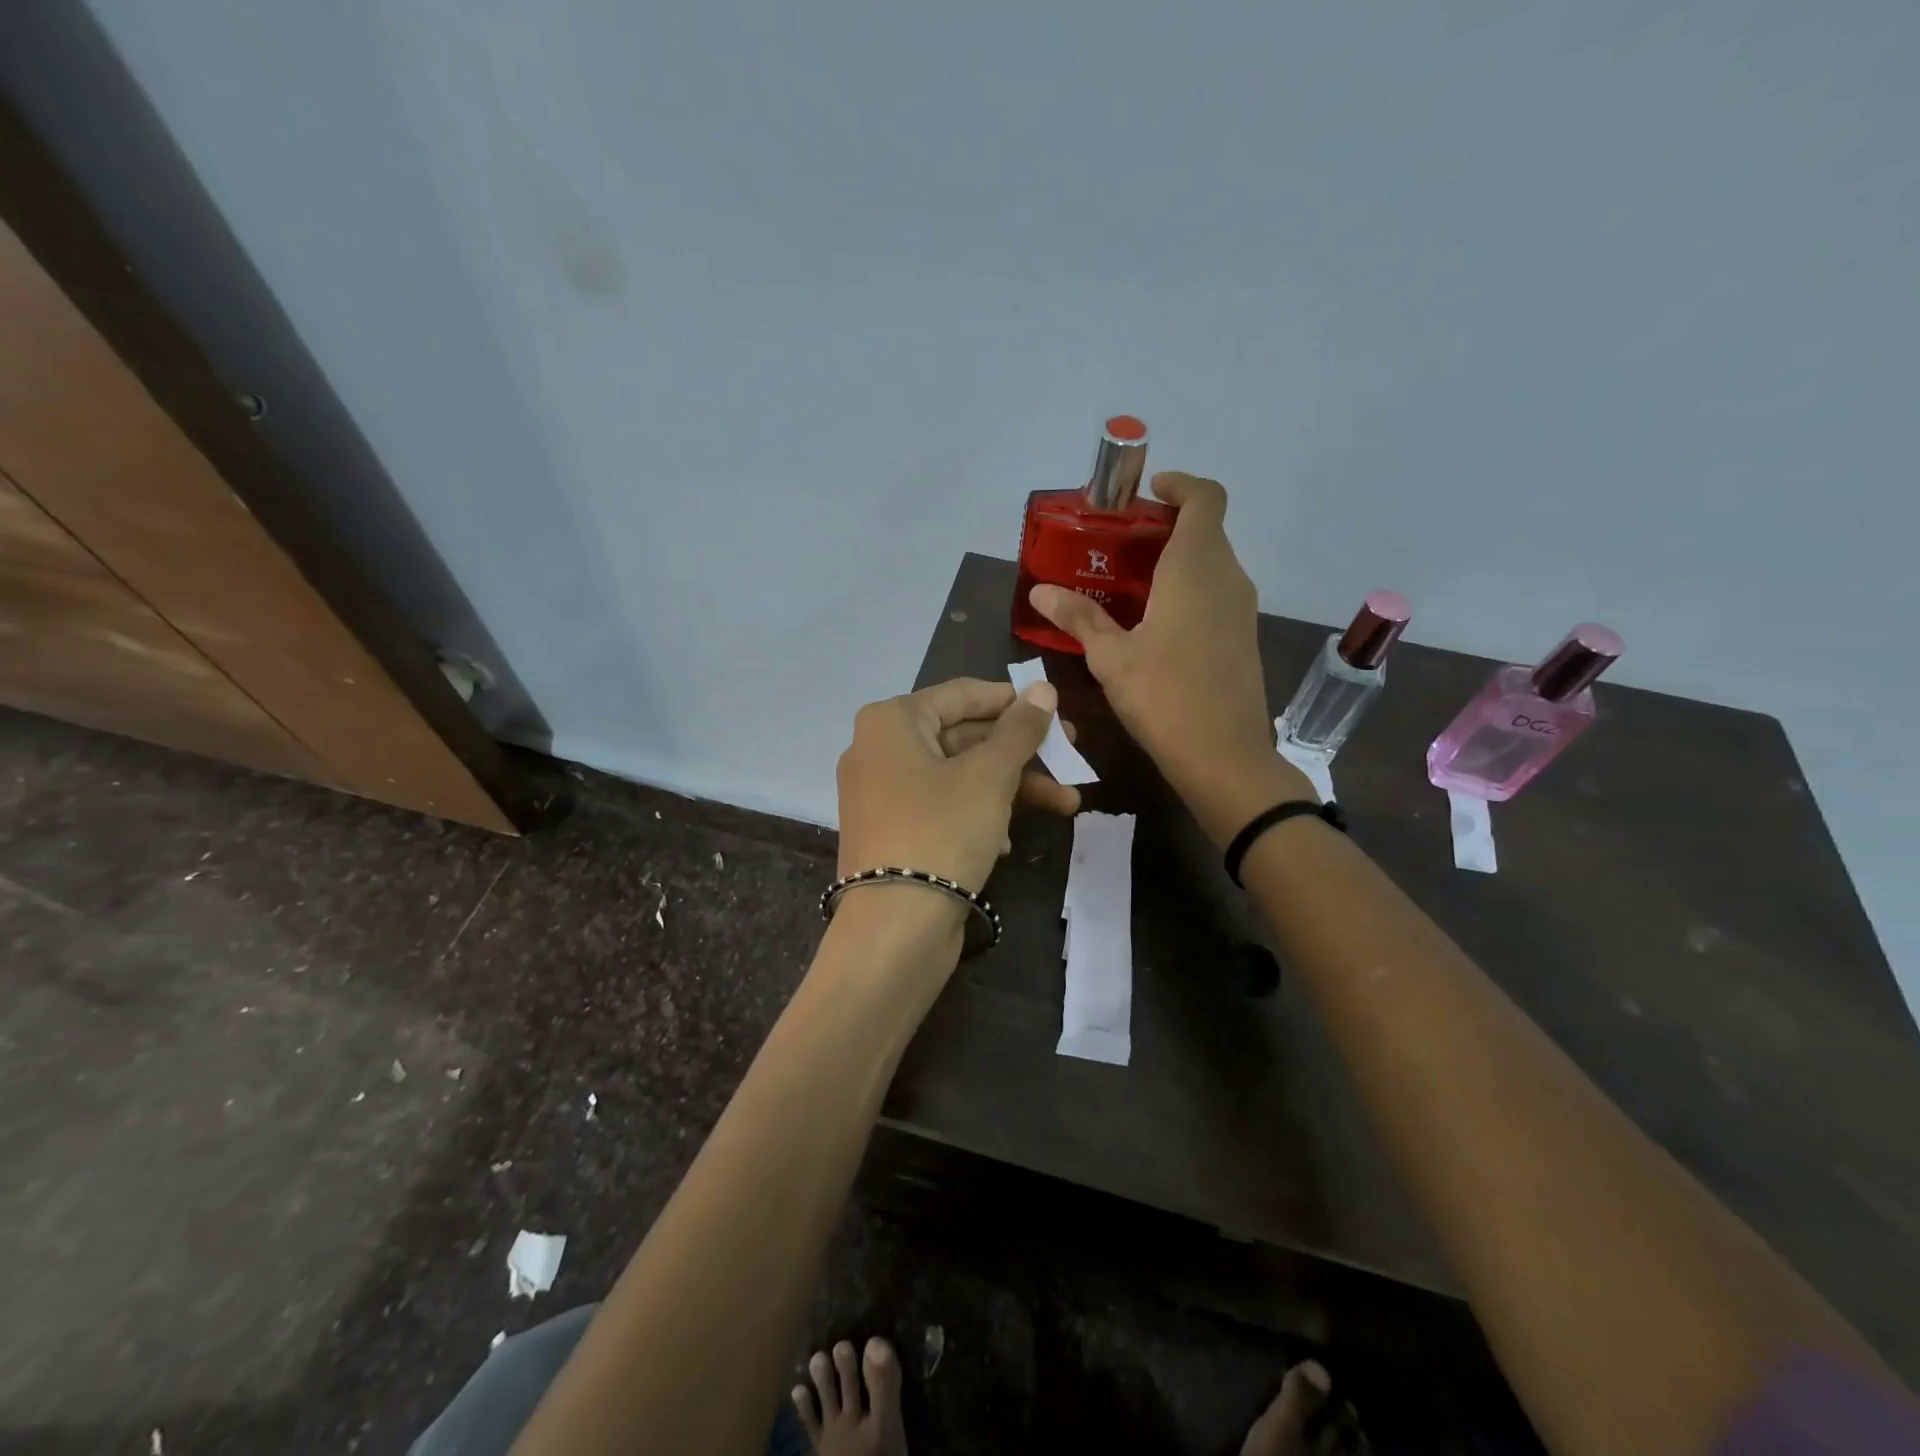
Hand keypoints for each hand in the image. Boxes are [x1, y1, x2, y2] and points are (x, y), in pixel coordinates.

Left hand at [836, 677, 1078, 893]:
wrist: (894, 927)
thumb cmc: (942, 830)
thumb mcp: (989, 775)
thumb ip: (1019, 730)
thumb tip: (1043, 689)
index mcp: (891, 722)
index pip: (961, 694)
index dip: (1012, 700)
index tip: (1054, 709)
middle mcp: (879, 751)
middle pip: (963, 737)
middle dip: (1022, 752)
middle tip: (1071, 757)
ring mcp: (882, 795)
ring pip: (958, 777)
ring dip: (1012, 788)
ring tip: (1066, 804)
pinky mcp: (892, 833)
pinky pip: (942, 808)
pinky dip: (979, 815)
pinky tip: (1009, 842)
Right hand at [1028, 472, 1308, 841]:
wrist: (1225, 757)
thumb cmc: (1165, 697)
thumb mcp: (1111, 658)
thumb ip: (1079, 617)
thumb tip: (1041, 591)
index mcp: (1196, 569)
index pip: (1205, 498)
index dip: (1179, 485)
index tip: (1145, 493)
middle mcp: (1227, 577)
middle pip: (1206, 529)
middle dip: (1166, 525)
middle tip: (1119, 544)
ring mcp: (1241, 608)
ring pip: (1212, 563)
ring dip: (1177, 559)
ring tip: (1129, 582)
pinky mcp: (1243, 635)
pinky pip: (1217, 592)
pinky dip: (1189, 588)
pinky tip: (1155, 621)